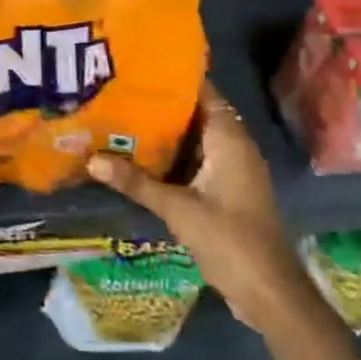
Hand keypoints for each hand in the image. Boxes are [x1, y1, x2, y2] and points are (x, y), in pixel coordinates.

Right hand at [88, 81, 322, 342]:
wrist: (269, 293)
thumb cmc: (229, 240)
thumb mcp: (177, 208)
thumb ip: (135, 182)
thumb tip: (91, 160)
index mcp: (229, 139)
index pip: (202, 92)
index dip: (173, 77)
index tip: (137, 66)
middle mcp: (234, 147)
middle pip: (195, 113)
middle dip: (160, 103)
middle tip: (119, 91)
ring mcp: (232, 170)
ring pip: (194, 137)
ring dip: (164, 130)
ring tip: (121, 116)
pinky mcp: (226, 190)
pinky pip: (195, 159)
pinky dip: (171, 154)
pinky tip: (139, 155)